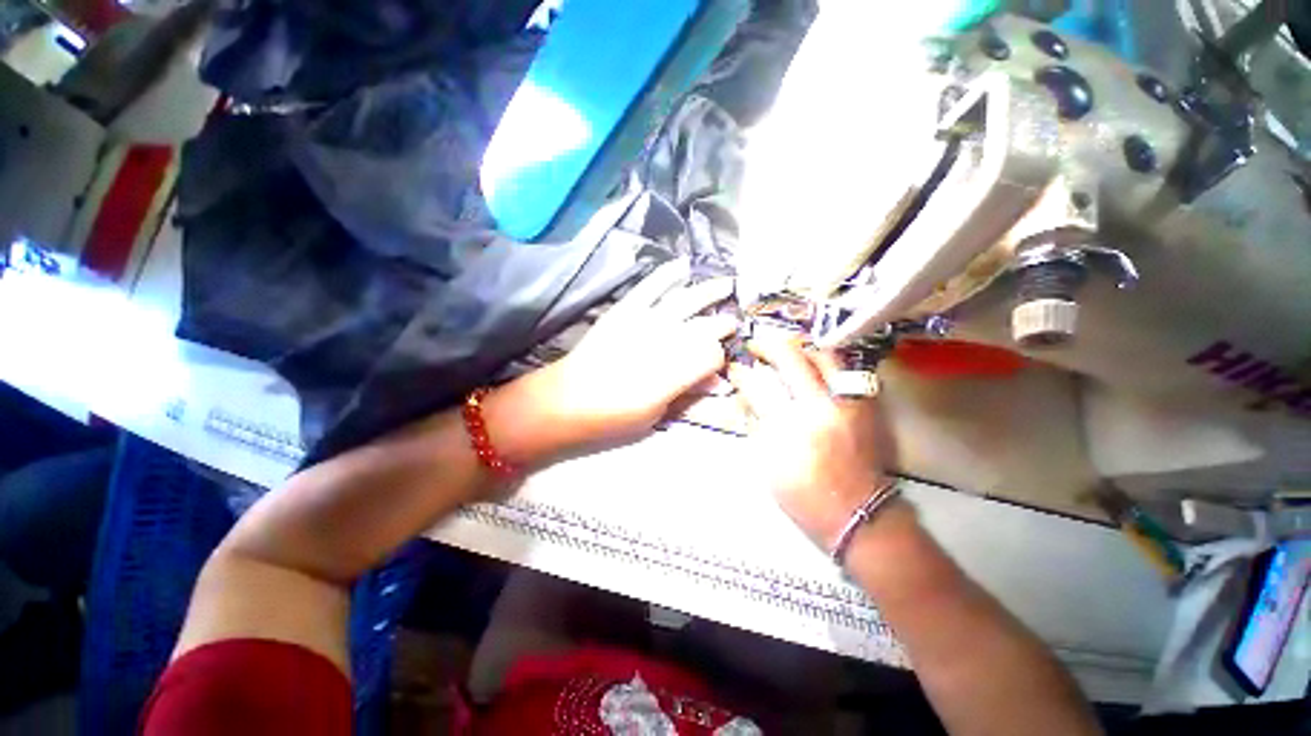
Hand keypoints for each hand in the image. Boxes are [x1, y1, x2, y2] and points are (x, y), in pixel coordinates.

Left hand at [533, 257, 736, 448]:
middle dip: (723, 323)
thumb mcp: (656, 416)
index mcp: (674, 373)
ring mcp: (644, 321)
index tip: (718, 366)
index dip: (720, 359)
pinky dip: (667, 274)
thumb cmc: (612, 418)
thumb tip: (716, 381)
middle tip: (733, 323)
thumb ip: (688, 395)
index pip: (712, 355)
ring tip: (727, 284)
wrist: (565, 402)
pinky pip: (650, 286)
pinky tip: (683, 266)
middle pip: (705, 325)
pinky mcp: (624, 310)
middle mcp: (664, 342)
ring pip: (685, 300)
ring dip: (709, 291)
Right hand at [729, 335, 896, 548]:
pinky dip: (823, 360)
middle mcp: (820, 407)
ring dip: (798, 347)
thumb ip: (755, 425)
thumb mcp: (767, 465)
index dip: (741, 373)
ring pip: (822, 355)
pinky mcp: (865, 405)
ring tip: (785, 350)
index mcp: (789, 429)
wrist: (860, 514)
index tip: (734, 369)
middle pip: (790, 358)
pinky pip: (844, 369)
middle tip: (755, 346)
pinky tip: (811, 364)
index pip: (757, 386)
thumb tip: (744, 398)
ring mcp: (847, 402)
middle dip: (766, 345)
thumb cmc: (805, 496)